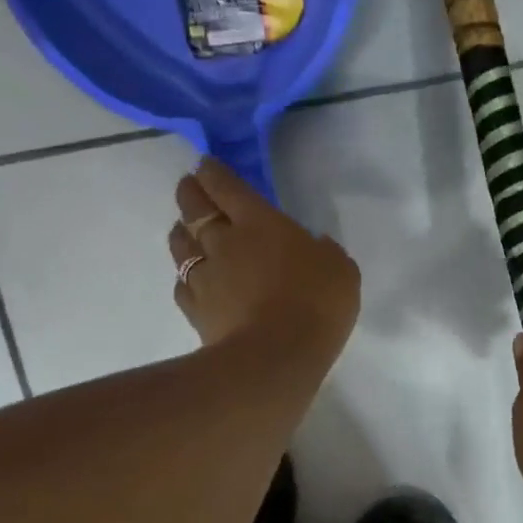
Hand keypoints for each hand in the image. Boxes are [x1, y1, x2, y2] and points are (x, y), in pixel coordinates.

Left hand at [170, 157, 360, 356]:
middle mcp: (224, 242)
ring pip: (181, 245)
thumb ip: (325, 252)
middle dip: (190, 193)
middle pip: (195, 209)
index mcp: (260, 222)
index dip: (214, 172)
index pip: (227, 187)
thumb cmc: (316, 303)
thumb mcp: (340, 269)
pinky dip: (186, 276)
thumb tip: (314, 246)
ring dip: (182, 232)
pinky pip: (183, 284)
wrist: (275, 357)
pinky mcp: (195, 310)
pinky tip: (192, 279)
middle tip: (190, 188)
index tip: (206, 165)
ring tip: (185, 229)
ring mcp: (205, 277)